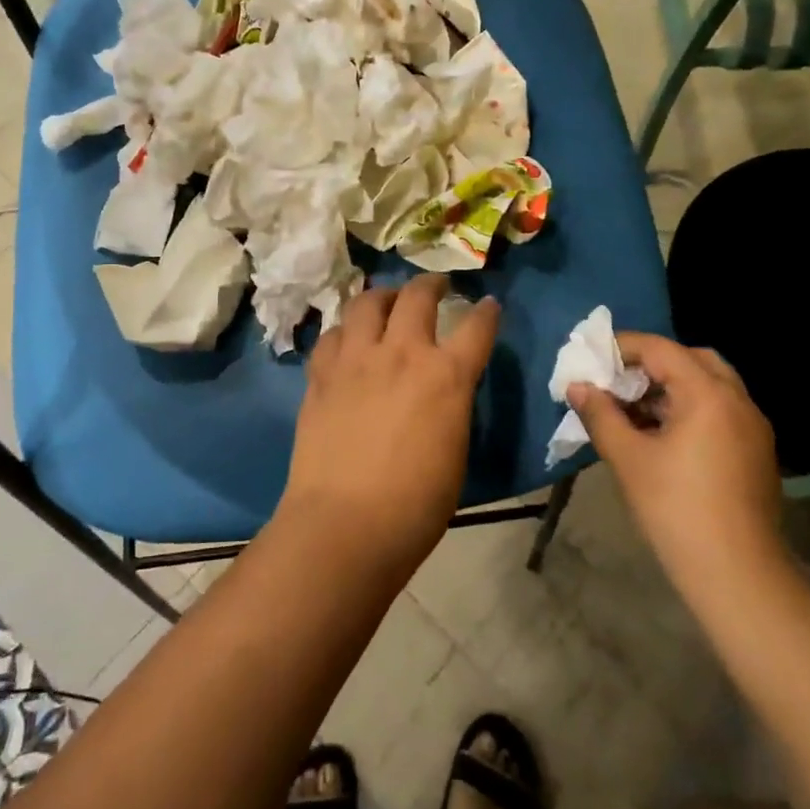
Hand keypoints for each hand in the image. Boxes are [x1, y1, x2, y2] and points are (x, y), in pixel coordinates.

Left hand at [280, 275, 499, 572]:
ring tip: (387, 301)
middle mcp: (401, 354)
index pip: (477, 327)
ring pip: (367, 303)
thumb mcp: (454, 450)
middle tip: (436, 286)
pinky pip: (333, 335)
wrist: (344, 524)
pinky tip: (348, 340)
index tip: (488, 304)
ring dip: (383, 296)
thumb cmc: (415, 505)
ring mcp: (356, 360)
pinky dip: (345, 331)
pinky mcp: (321, 375)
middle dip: (432, 284)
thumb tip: (444, 391)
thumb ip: (451, 406)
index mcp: (446, 376)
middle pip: (417, 296)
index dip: (486, 312)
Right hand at [568, 333, 784, 588]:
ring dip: (672, 386)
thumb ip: (600, 414)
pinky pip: (720, 410)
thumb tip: (577, 386)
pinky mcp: (756, 451)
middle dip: (652, 363)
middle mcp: (737, 400)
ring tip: (634, 409)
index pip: (661, 349)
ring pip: (710, 385)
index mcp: (707, 394)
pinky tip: (663, 435)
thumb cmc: (675, 509)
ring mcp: (753, 426)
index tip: (593, 358)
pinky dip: (691, 407)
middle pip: (692, 359)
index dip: (623, 347)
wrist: (736, 573)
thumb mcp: (628, 458)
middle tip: (618, 381)